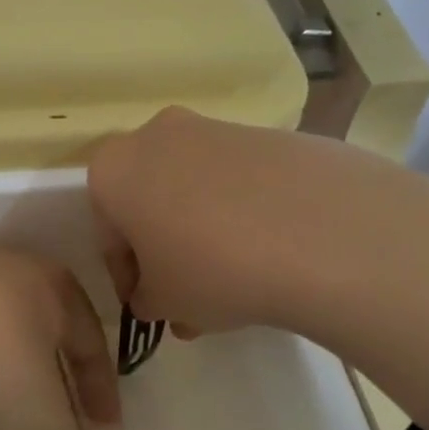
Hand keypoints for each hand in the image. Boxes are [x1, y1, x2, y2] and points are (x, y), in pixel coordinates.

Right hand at [89, 106, 428, 429]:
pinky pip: (239, 179)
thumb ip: (146, 299)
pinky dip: (242, 211)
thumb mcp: (165, 302)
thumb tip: (154, 296)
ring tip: (235, 278)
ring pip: (194, 186)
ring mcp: (217, 128)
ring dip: (201, 228)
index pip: (106, 226)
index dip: (124, 271)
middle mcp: (157, 134)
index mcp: (114, 169)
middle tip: (187, 289)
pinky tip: (271, 252)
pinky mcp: (270, 133)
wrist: (322, 231)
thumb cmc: (212, 268)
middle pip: (149, 198)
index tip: (148, 301)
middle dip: (163, 245)